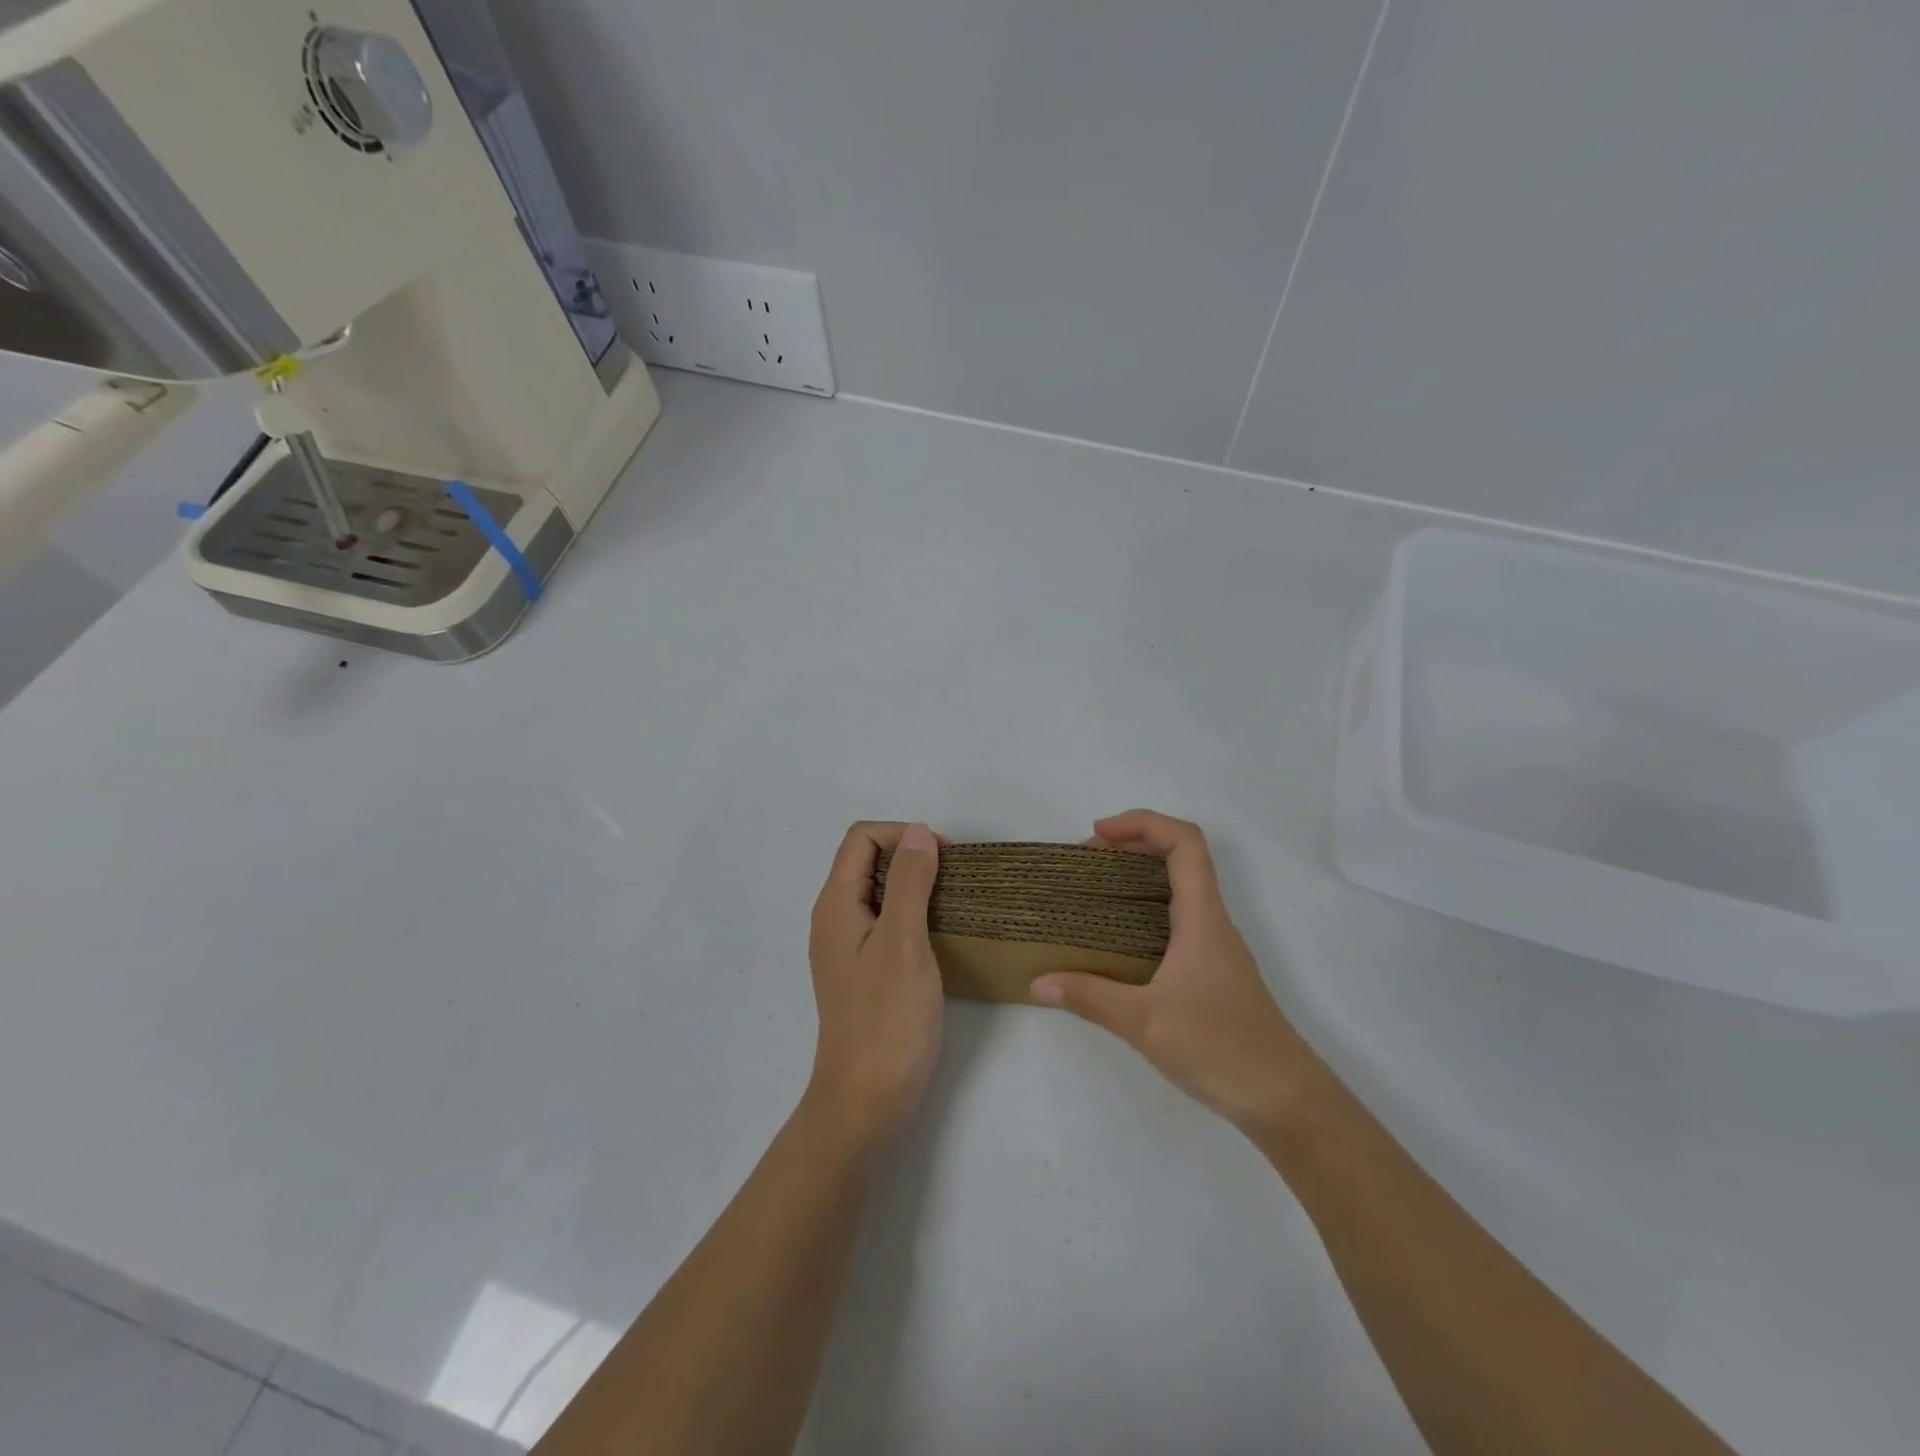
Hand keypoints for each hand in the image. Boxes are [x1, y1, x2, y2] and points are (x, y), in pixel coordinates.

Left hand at [805, 821, 944, 1149]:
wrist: (867, 1100)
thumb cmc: (887, 1018)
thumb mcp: (903, 941)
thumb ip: (909, 882)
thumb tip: (919, 832)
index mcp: (836, 904)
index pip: (862, 838)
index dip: (903, 834)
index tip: (945, 857)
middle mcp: (835, 919)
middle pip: (868, 861)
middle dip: (911, 856)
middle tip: (955, 878)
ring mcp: (848, 947)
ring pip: (880, 892)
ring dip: (916, 885)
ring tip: (954, 902)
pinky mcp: (864, 971)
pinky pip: (887, 922)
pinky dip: (914, 914)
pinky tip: (941, 933)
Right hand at [1031, 810, 1321, 1134]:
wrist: (1287, 1101)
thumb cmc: (1221, 1048)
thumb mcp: (1144, 1023)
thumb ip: (1089, 998)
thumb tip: (1038, 982)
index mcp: (1202, 917)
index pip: (1184, 842)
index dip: (1142, 823)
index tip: (1097, 835)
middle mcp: (1213, 923)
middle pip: (1182, 857)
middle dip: (1133, 844)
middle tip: (1087, 861)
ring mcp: (1217, 948)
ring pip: (1182, 888)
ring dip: (1141, 875)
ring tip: (1096, 891)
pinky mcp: (1214, 973)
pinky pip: (1179, 919)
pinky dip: (1147, 909)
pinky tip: (1120, 941)